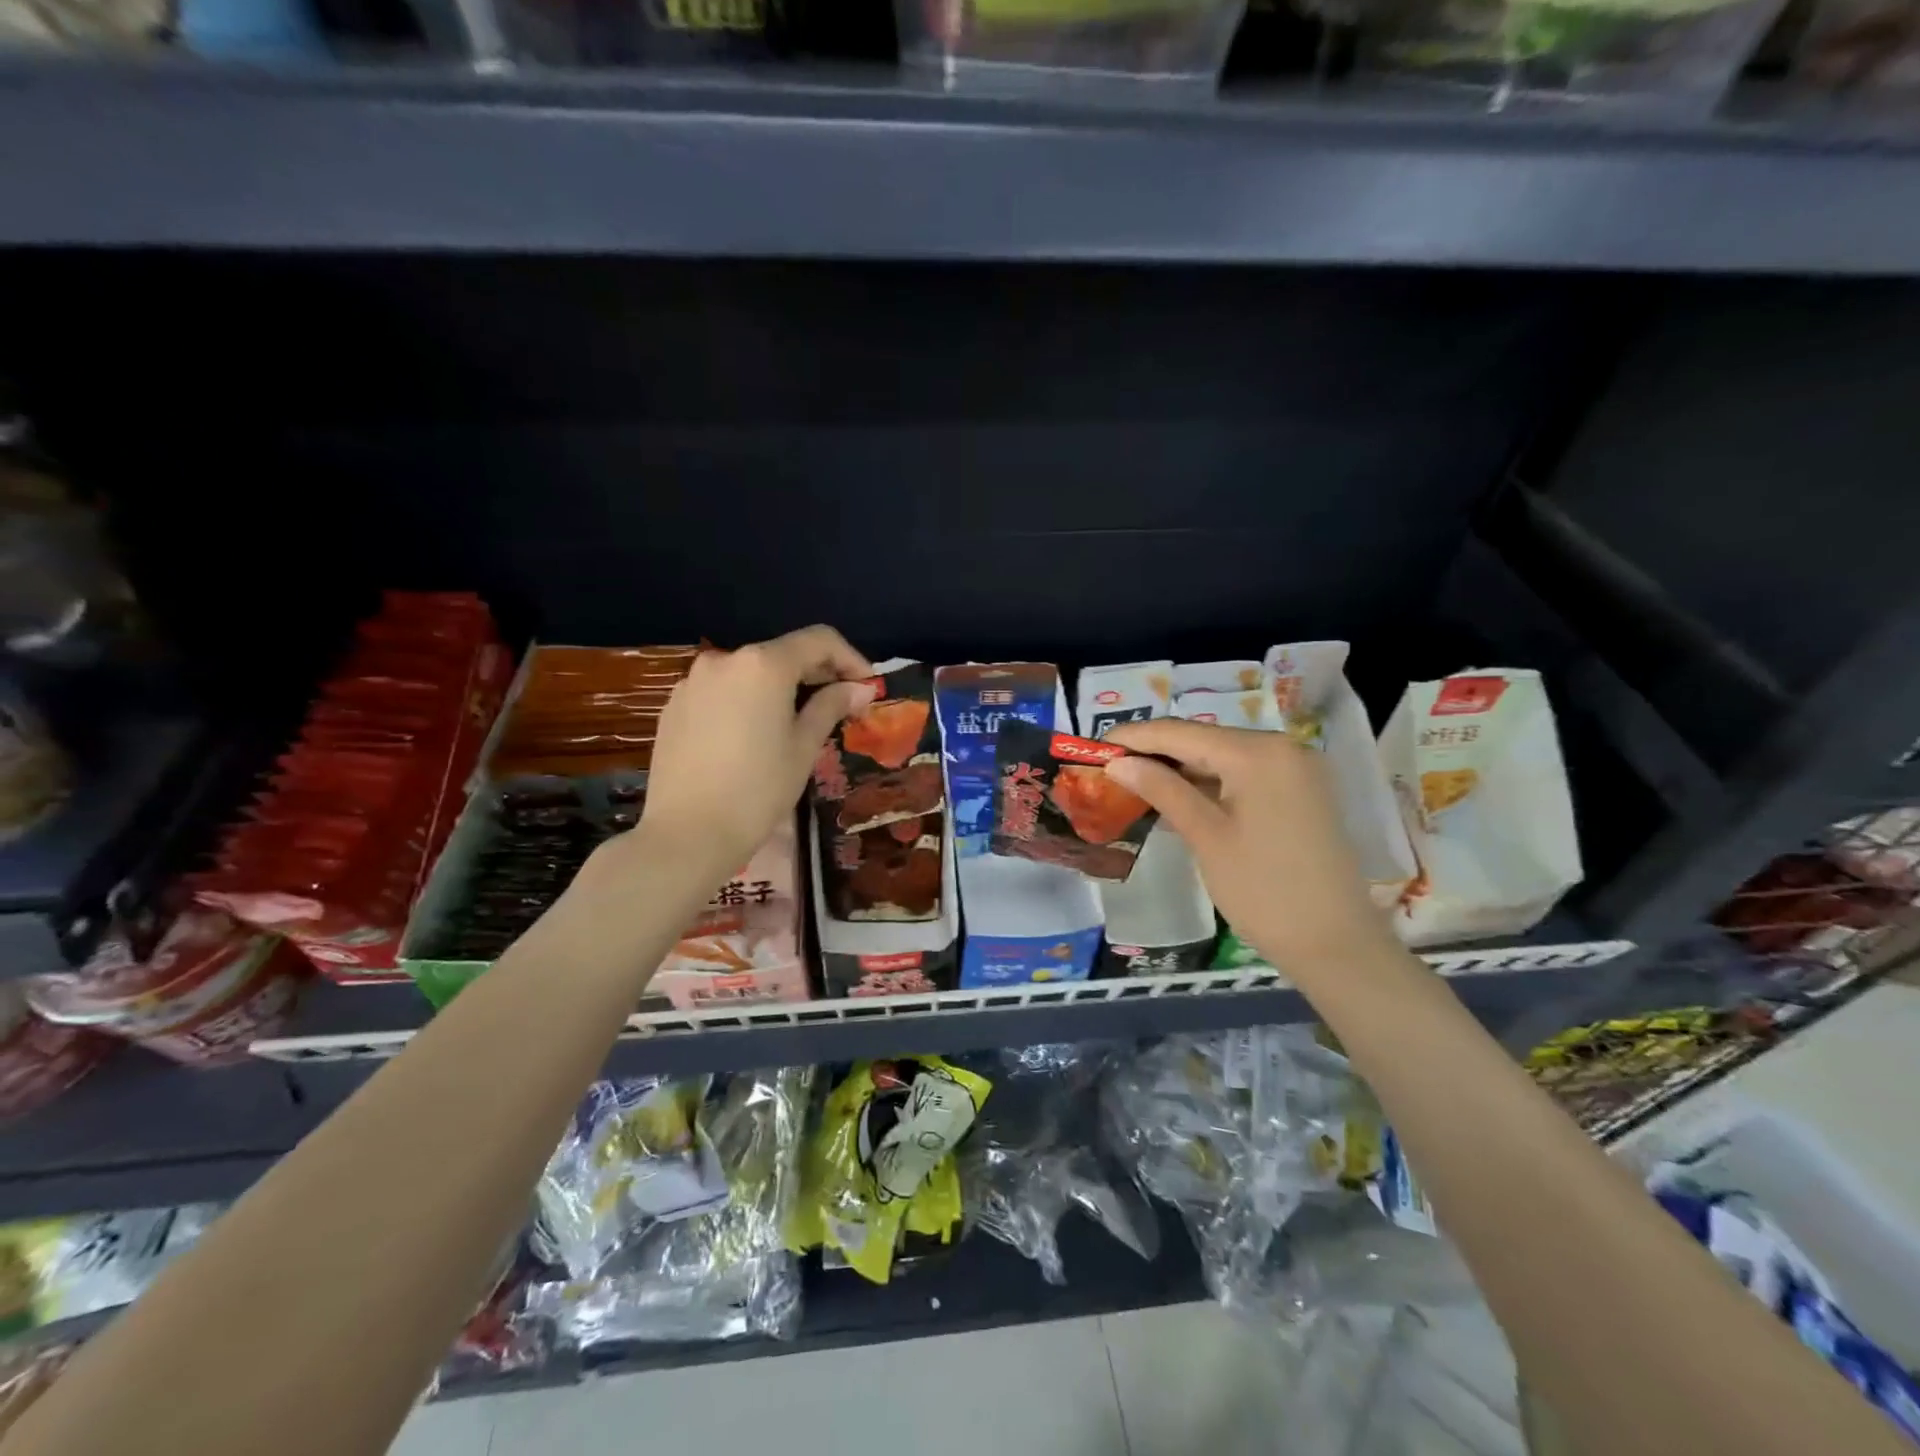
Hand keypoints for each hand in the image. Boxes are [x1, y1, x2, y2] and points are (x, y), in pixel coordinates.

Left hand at [626, 625, 875, 884]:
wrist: (686, 834)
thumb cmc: (758, 790)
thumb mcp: (804, 747)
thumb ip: (831, 706)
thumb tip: (860, 688)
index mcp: (763, 664)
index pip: (819, 640)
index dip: (850, 658)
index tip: (868, 687)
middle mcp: (725, 659)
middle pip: (783, 653)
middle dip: (817, 674)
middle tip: (842, 706)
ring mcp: (693, 681)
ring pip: (751, 673)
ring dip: (782, 688)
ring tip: (799, 723)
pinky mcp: (675, 705)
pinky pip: (723, 692)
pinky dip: (748, 701)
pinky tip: (756, 735)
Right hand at [1104, 719, 1397, 978]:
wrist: (1336, 944)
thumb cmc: (1263, 891)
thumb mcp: (1206, 836)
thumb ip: (1162, 790)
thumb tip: (1118, 763)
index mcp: (1258, 752)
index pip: (1181, 733)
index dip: (1134, 738)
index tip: (1093, 748)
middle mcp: (1282, 747)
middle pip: (1203, 740)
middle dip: (1155, 752)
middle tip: (1109, 768)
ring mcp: (1296, 769)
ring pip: (1223, 757)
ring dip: (1180, 769)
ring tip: (1133, 781)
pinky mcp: (1300, 793)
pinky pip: (1244, 775)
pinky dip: (1209, 784)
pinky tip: (1177, 797)